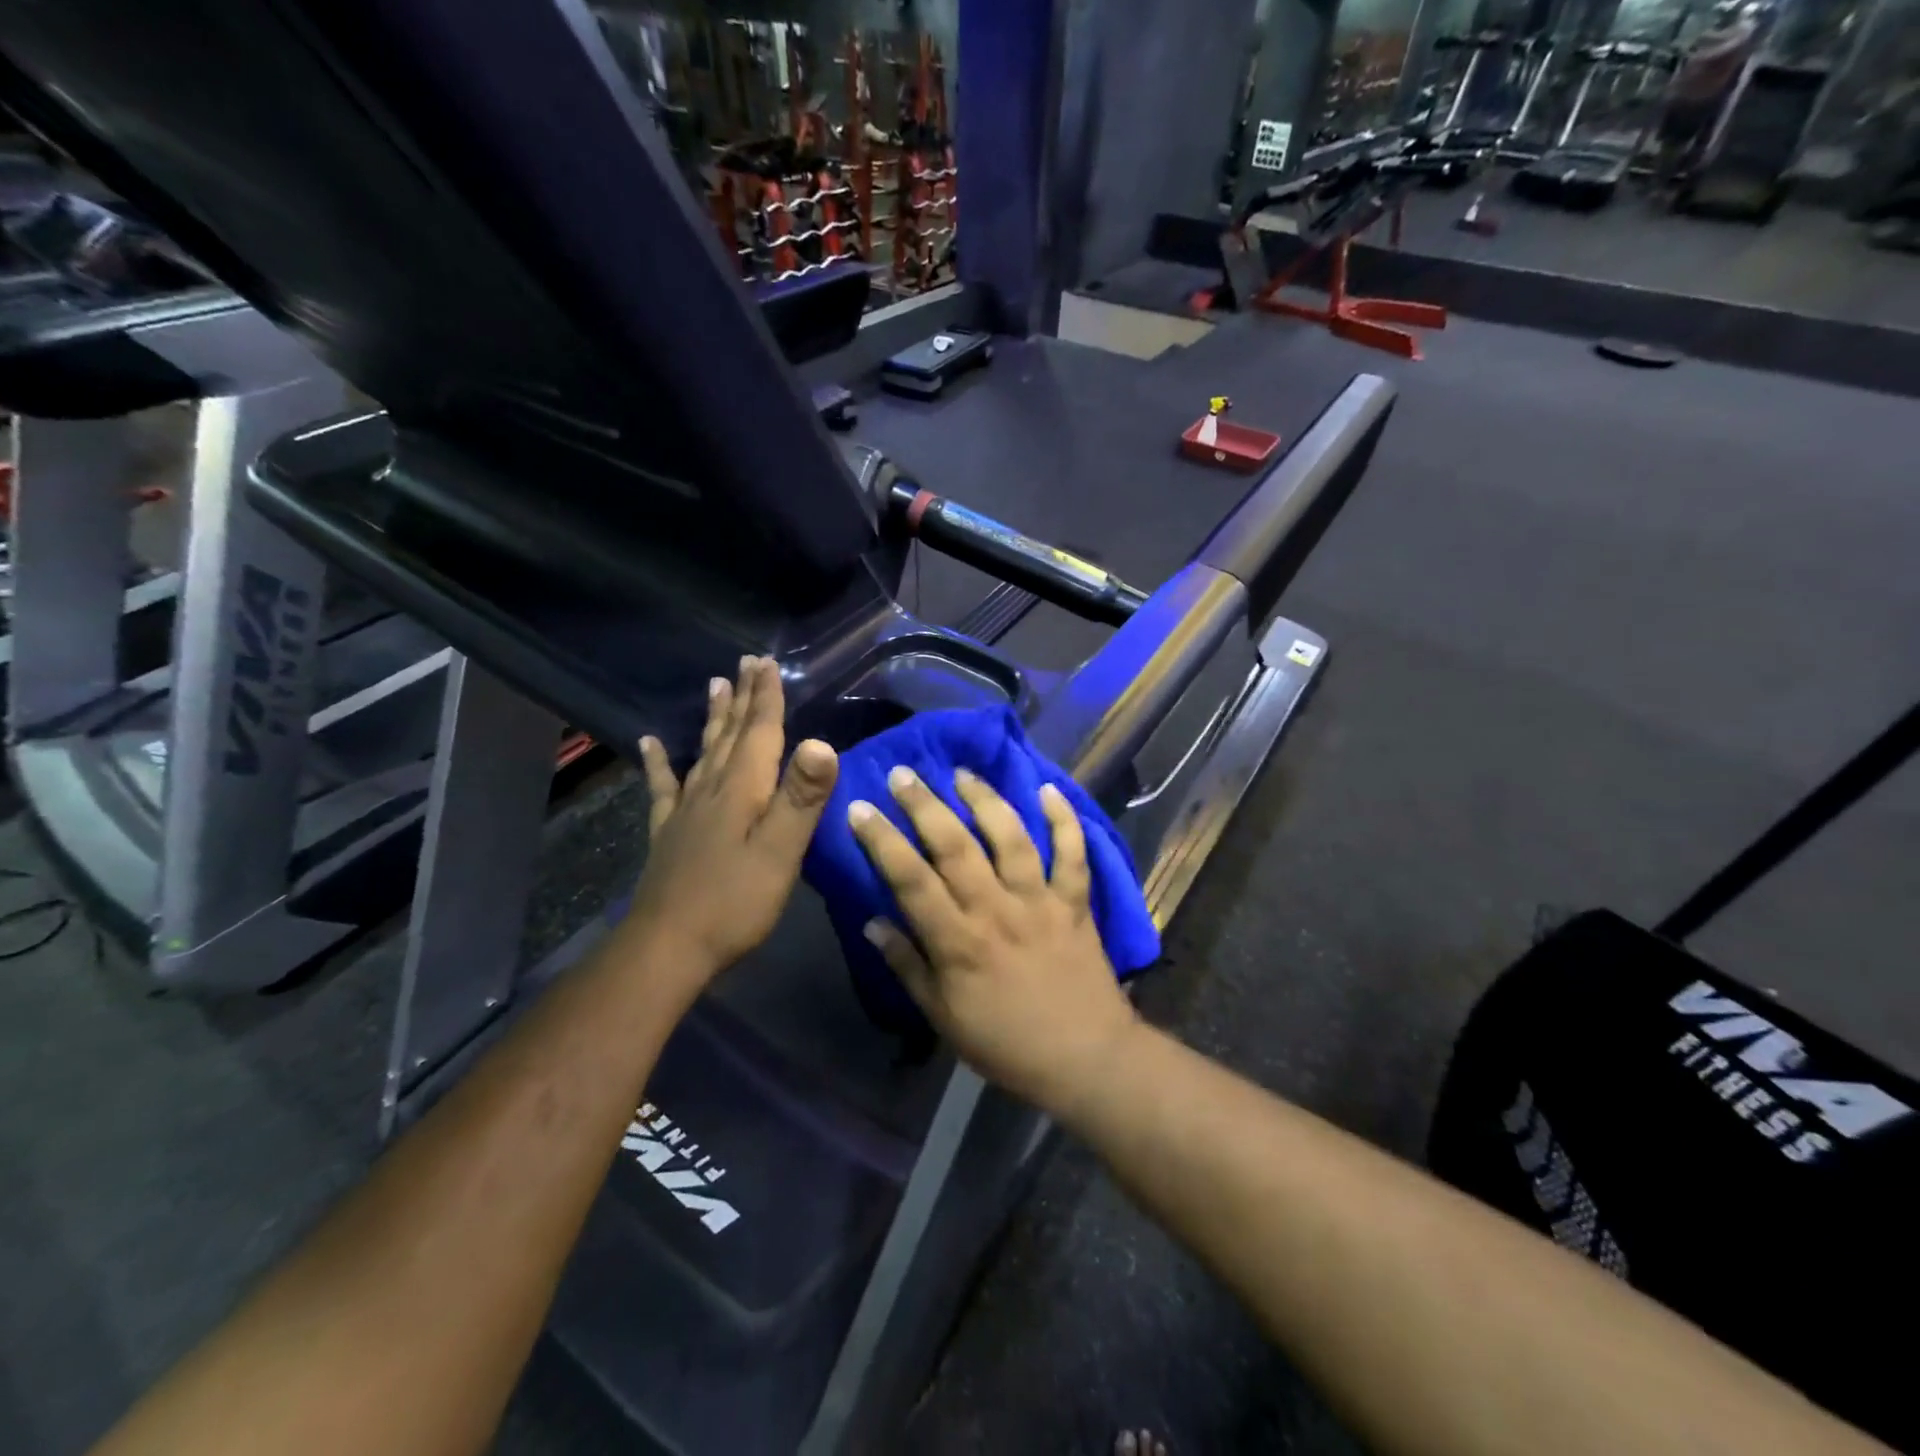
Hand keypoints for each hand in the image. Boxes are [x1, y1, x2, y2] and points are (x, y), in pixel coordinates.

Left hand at [629, 657, 837, 1004]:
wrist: (667, 947)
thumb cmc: (735, 902)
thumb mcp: (780, 851)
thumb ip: (801, 797)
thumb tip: (821, 741)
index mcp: (743, 789)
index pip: (759, 732)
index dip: (766, 698)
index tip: (768, 662)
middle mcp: (712, 789)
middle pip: (730, 734)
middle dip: (742, 697)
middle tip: (746, 662)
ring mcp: (686, 810)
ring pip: (703, 752)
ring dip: (712, 718)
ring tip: (714, 685)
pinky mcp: (669, 833)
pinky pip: (664, 787)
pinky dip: (658, 762)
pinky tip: (648, 743)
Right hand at [848, 764, 1138, 1115]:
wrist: (1084, 1058)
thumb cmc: (1005, 1043)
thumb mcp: (942, 1017)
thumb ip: (907, 966)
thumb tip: (873, 921)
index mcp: (958, 940)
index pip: (910, 879)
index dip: (882, 840)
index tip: (860, 808)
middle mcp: (996, 909)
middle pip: (956, 845)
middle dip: (925, 804)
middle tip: (904, 773)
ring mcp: (1040, 900)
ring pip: (1010, 837)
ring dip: (985, 800)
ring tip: (962, 773)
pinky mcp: (1075, 901)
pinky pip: (1072, 853)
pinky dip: (1064, 819)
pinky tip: (1049, 789)